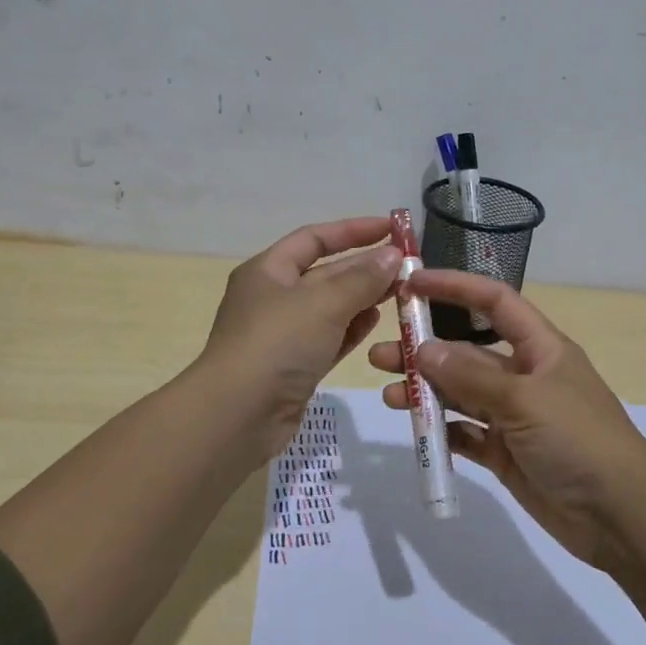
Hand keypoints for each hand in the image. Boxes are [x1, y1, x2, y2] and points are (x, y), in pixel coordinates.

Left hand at [199, 217, 401, 445]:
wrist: (237, 416)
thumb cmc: (277, 343)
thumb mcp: (323, 302)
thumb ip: (362, 278)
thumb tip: (393, 255)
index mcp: (268, 270)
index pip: (314, 238)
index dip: (353, 230)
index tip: (392, 229)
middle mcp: (273, 297)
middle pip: (325, 272)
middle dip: (365, 267)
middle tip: (408, 267)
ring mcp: (283, 334)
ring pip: (330, 307)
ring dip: (363, 297)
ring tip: (401, 292)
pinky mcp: (294, 367)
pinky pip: (329, 338)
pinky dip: (351, 328)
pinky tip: (377, 322)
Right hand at [368, 270, 645, 570]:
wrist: (621, 516)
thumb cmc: (579, 439)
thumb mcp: (524, 400)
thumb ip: (471, 376)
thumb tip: (424, 350)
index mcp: (540, 348)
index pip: (494, 302)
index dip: (454, 287)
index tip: (412, 284)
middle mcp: (525, 376)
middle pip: (467, 352)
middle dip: (426, 349)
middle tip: (381, 355)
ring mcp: (514, 417)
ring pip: (461, 394)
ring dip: (427, 391)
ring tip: (390, 395)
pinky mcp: (506, 453)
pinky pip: (466, 434)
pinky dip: (442, 432)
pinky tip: (418, 432)